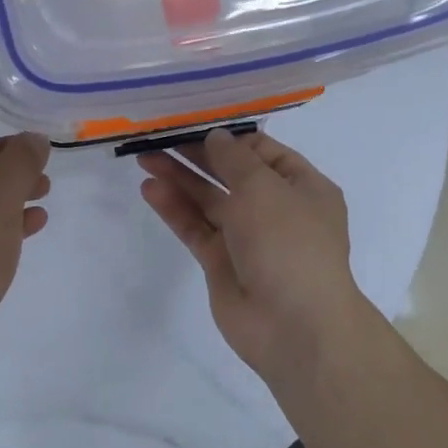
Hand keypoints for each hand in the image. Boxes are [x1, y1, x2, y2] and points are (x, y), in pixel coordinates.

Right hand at [137, 128, 369, 381]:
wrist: (294, 325)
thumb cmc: (288, 243)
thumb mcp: (264, 188)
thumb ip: (233, 159)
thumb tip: (215, 137)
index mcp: (302, 188)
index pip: (262, 152)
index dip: (228, 138)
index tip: (193, 123)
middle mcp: (276, 209)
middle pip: (230, 174)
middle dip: (196, 156)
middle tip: (159, 137)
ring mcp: (247, 238)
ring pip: (209, 201)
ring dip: (180, 179)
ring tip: (144, 158)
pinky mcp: (221, 262)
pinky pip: (196, 228)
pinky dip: (175, 209)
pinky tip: (151, 189)